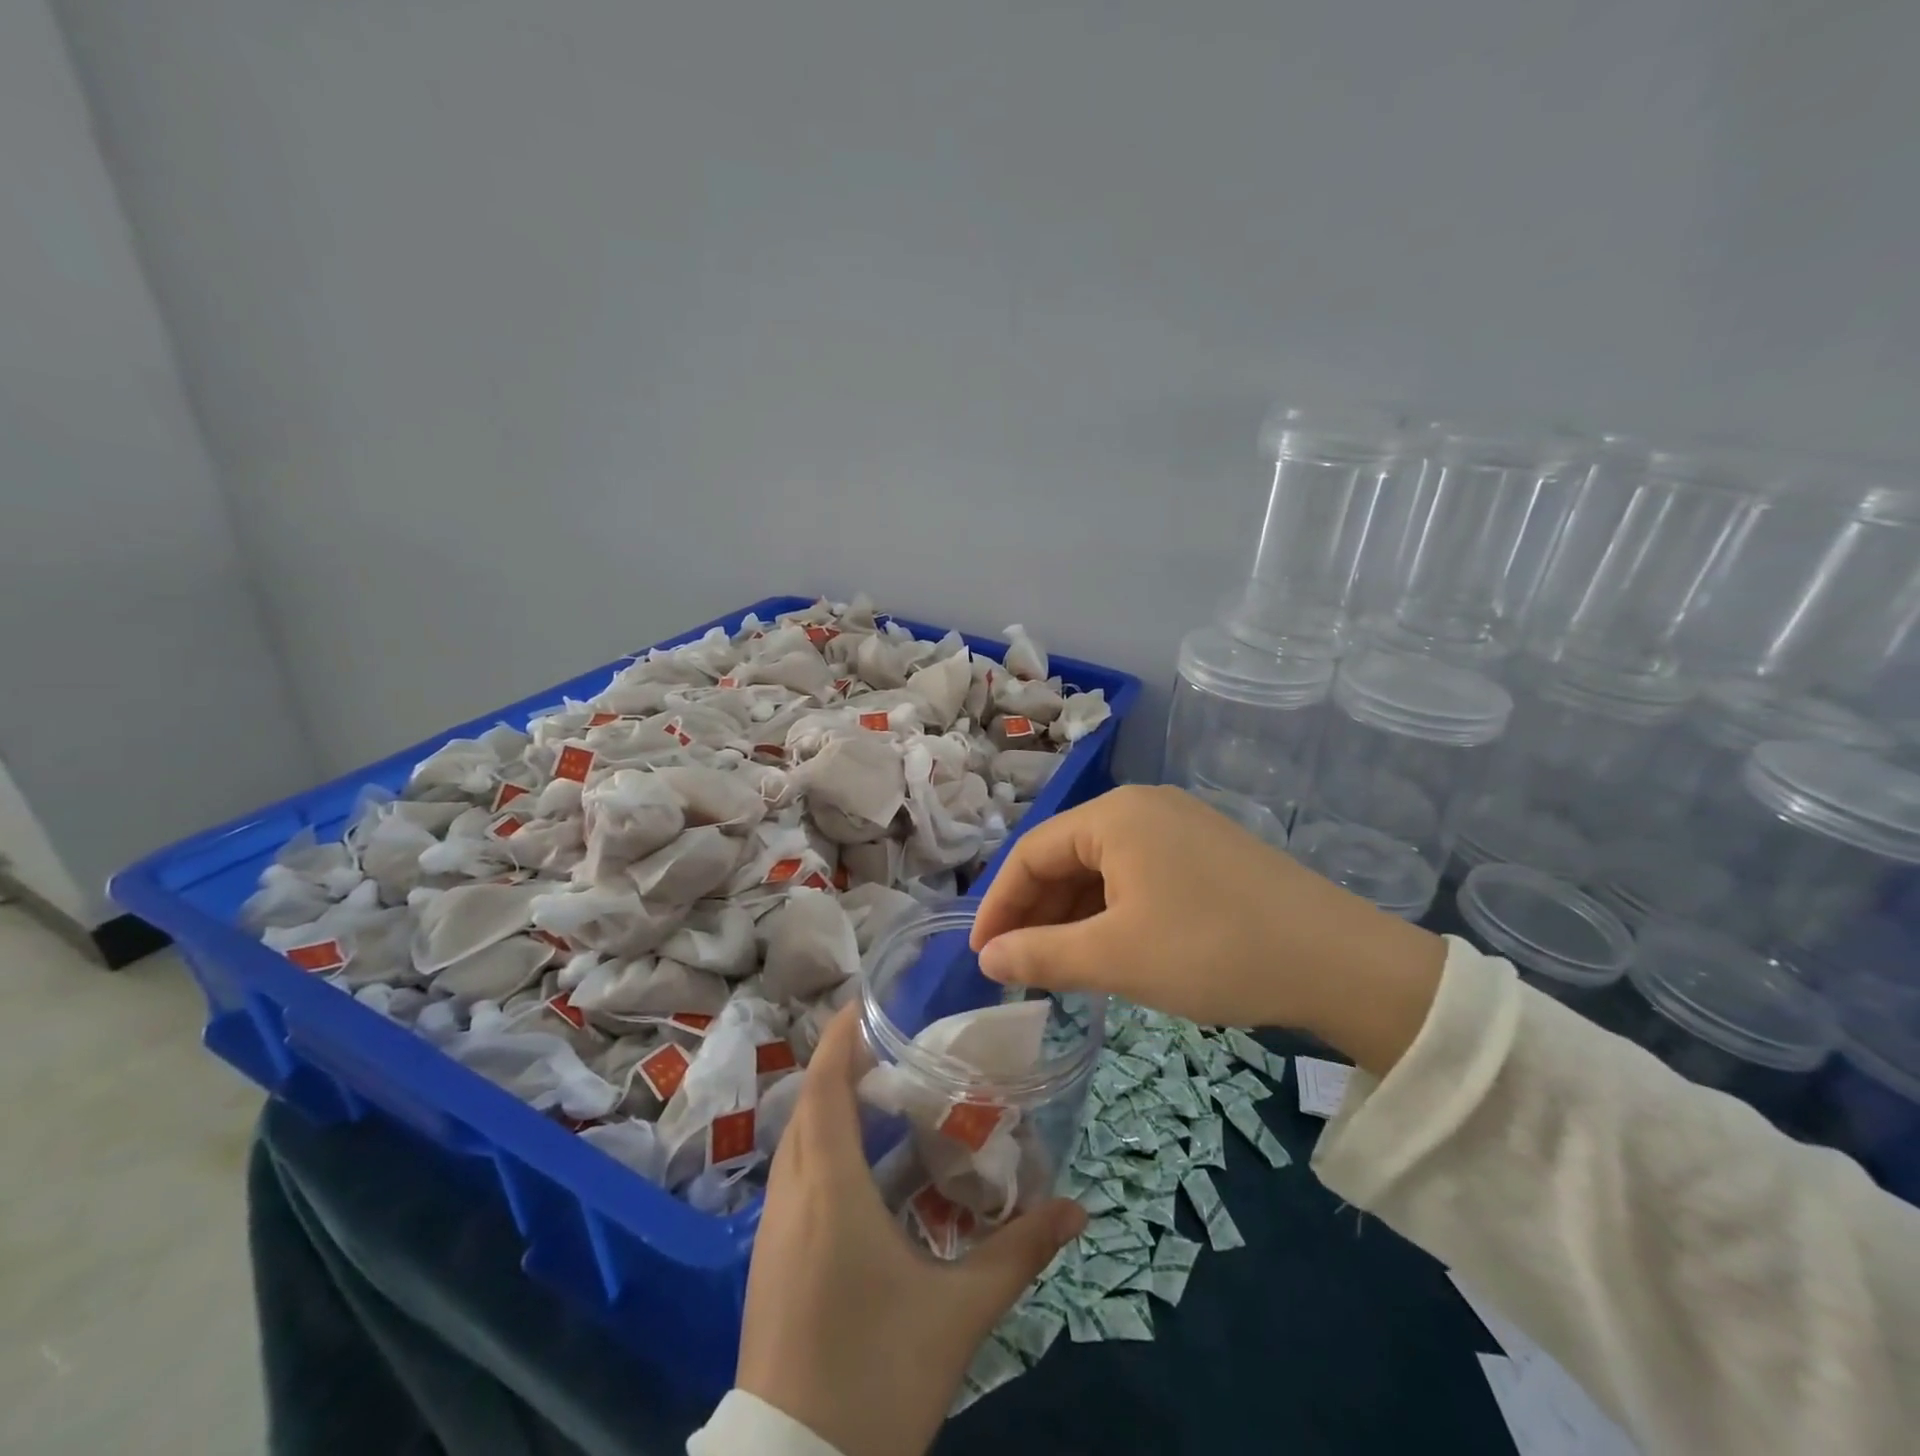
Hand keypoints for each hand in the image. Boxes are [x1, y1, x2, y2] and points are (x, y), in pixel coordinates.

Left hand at [736, 1006, 1086, 1455]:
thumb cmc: (875, 1376)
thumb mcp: (957, 1313)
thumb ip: (1018, 1254)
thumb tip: (1076, 1209)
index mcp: (828, 1190)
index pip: (825, 1088)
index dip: (841, 1039)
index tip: (866, 1003)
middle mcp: (790, 1197)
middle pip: (810, 1107)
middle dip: (844, 1068)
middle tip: (893, 1051)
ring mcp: (772, 1232)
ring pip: (798, 1144)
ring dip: (832, 1110)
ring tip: (883, 1101)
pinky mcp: (769, 1263)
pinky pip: (794, 1179)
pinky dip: (823, 1152)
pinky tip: (864, 1176)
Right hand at [969, 785, 1446, 1076]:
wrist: (1340, 962)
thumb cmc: (1211, 950)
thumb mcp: (1114, 957)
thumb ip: (1040, 954)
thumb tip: (987, 958)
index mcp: (1114, 814)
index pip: (1031, 852)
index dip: (998, 905)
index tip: (981, 957)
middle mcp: (1143, 807)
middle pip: (1066, 857)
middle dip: (1036, 912)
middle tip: (1018, 968)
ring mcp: (1181, 827)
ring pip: (1103, 869)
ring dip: (1074, 916)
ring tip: (1059, 967)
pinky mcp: (1208, 853)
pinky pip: (1139, 876)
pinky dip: (1112, 913)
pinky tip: (1111, 950)